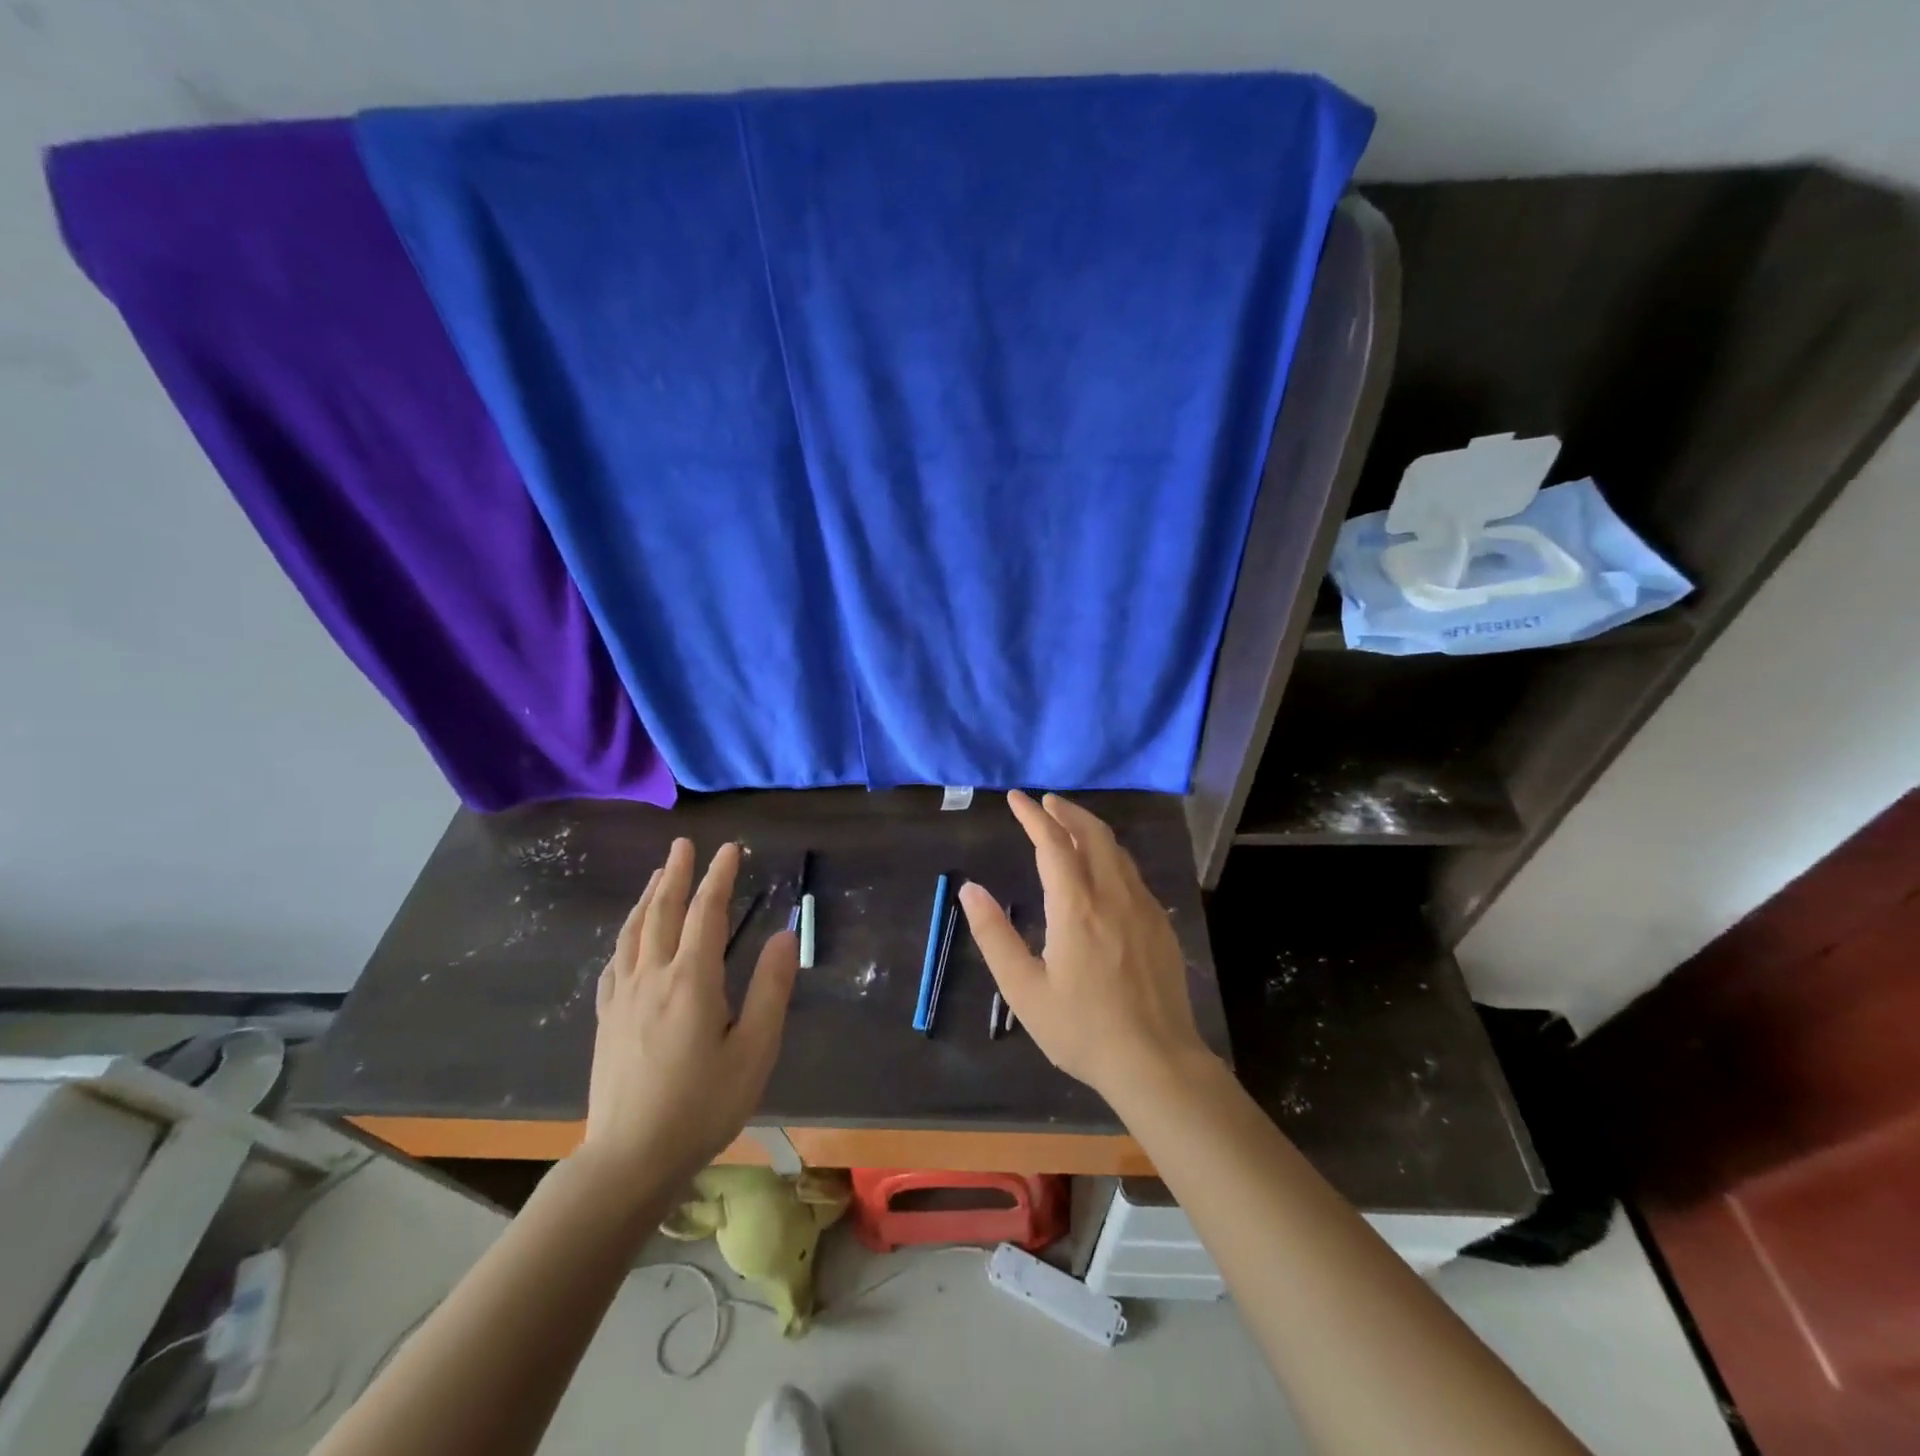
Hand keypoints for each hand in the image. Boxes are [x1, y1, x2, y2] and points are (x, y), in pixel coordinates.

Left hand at [581, 840, 796, 1197]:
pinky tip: (628, 938)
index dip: (719, 877)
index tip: (729, 848)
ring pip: (633, 932)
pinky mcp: (606, 1019)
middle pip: (661, 912)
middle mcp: (652, 977)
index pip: (705, 913)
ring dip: (647, 897)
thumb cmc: (702, 1105)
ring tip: (658, 875)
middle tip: (684, 843)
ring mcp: (622, 998)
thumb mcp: (754, 1050)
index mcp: (691, 980)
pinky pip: (614, 962)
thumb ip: (771, 989)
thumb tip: (782, 935)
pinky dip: (625, 936)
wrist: (629, 1159)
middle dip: (676, 873)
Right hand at [959, 792, 1216, 1101]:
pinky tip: (1103, 870)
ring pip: (1117, 851)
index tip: (1016, 798)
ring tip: (1070, 827)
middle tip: (1045, 803)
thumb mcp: (1024, 990)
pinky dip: (1111, 855)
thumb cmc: (1082, 1030)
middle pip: (1093, 834)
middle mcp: (1113, 896)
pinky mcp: (1161, 925)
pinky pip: (1132, 874)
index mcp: (1076, 908)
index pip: (1052, 843)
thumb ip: (994, 936)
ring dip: (1090, 830)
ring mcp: (1143, 908)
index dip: (1032, 816)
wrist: (1156, 1062)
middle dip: (1067, 812)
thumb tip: (971, 889)